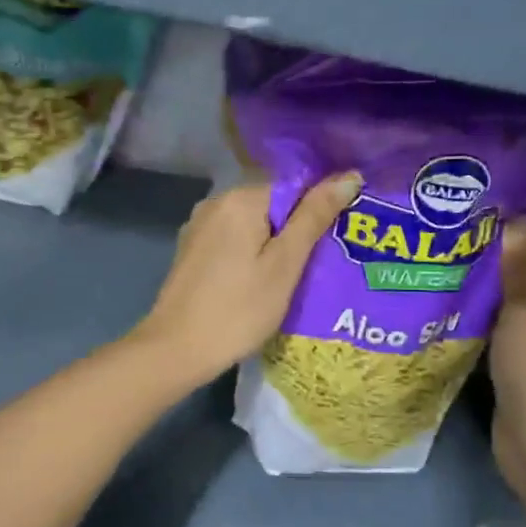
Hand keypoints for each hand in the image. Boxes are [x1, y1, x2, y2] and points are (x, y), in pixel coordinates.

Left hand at [126, 174, 360, 388]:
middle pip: (271, 205)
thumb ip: (314, 217)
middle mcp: (215, 202)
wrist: (176, 350)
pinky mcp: (191, 251)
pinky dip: (250, 255)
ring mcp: (198, 227)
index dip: (319, 211)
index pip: (294, 186)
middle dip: (297, 230)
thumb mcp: (285, 265)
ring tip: (295, 278)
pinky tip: (260, 283)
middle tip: (320, 265)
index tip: (336, 241)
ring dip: (274, 245)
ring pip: (251, 225)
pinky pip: (232, 242)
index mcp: (240, 198)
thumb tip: (349, 176)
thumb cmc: (239, 310)